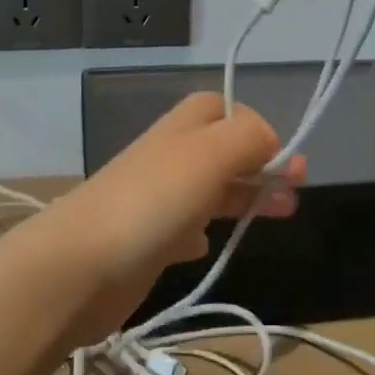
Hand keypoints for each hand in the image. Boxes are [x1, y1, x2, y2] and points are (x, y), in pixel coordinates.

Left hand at [37, 92, 303, 342]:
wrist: (79, 267)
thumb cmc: (152, 203)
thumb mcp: (209, 154)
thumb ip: (247, 137)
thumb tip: (270, 141)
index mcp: (182, 129)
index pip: (223, 107)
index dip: (256, 125)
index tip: (283, 158)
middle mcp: (169, 158)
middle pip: (221, 150)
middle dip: (259, 165)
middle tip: (295, 191)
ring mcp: (155, 201)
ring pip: (208, 189)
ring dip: (242, 196)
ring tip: (278, 215)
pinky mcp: (145, 243)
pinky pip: (183, 228)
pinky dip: (203, 232)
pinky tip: (209, 245)